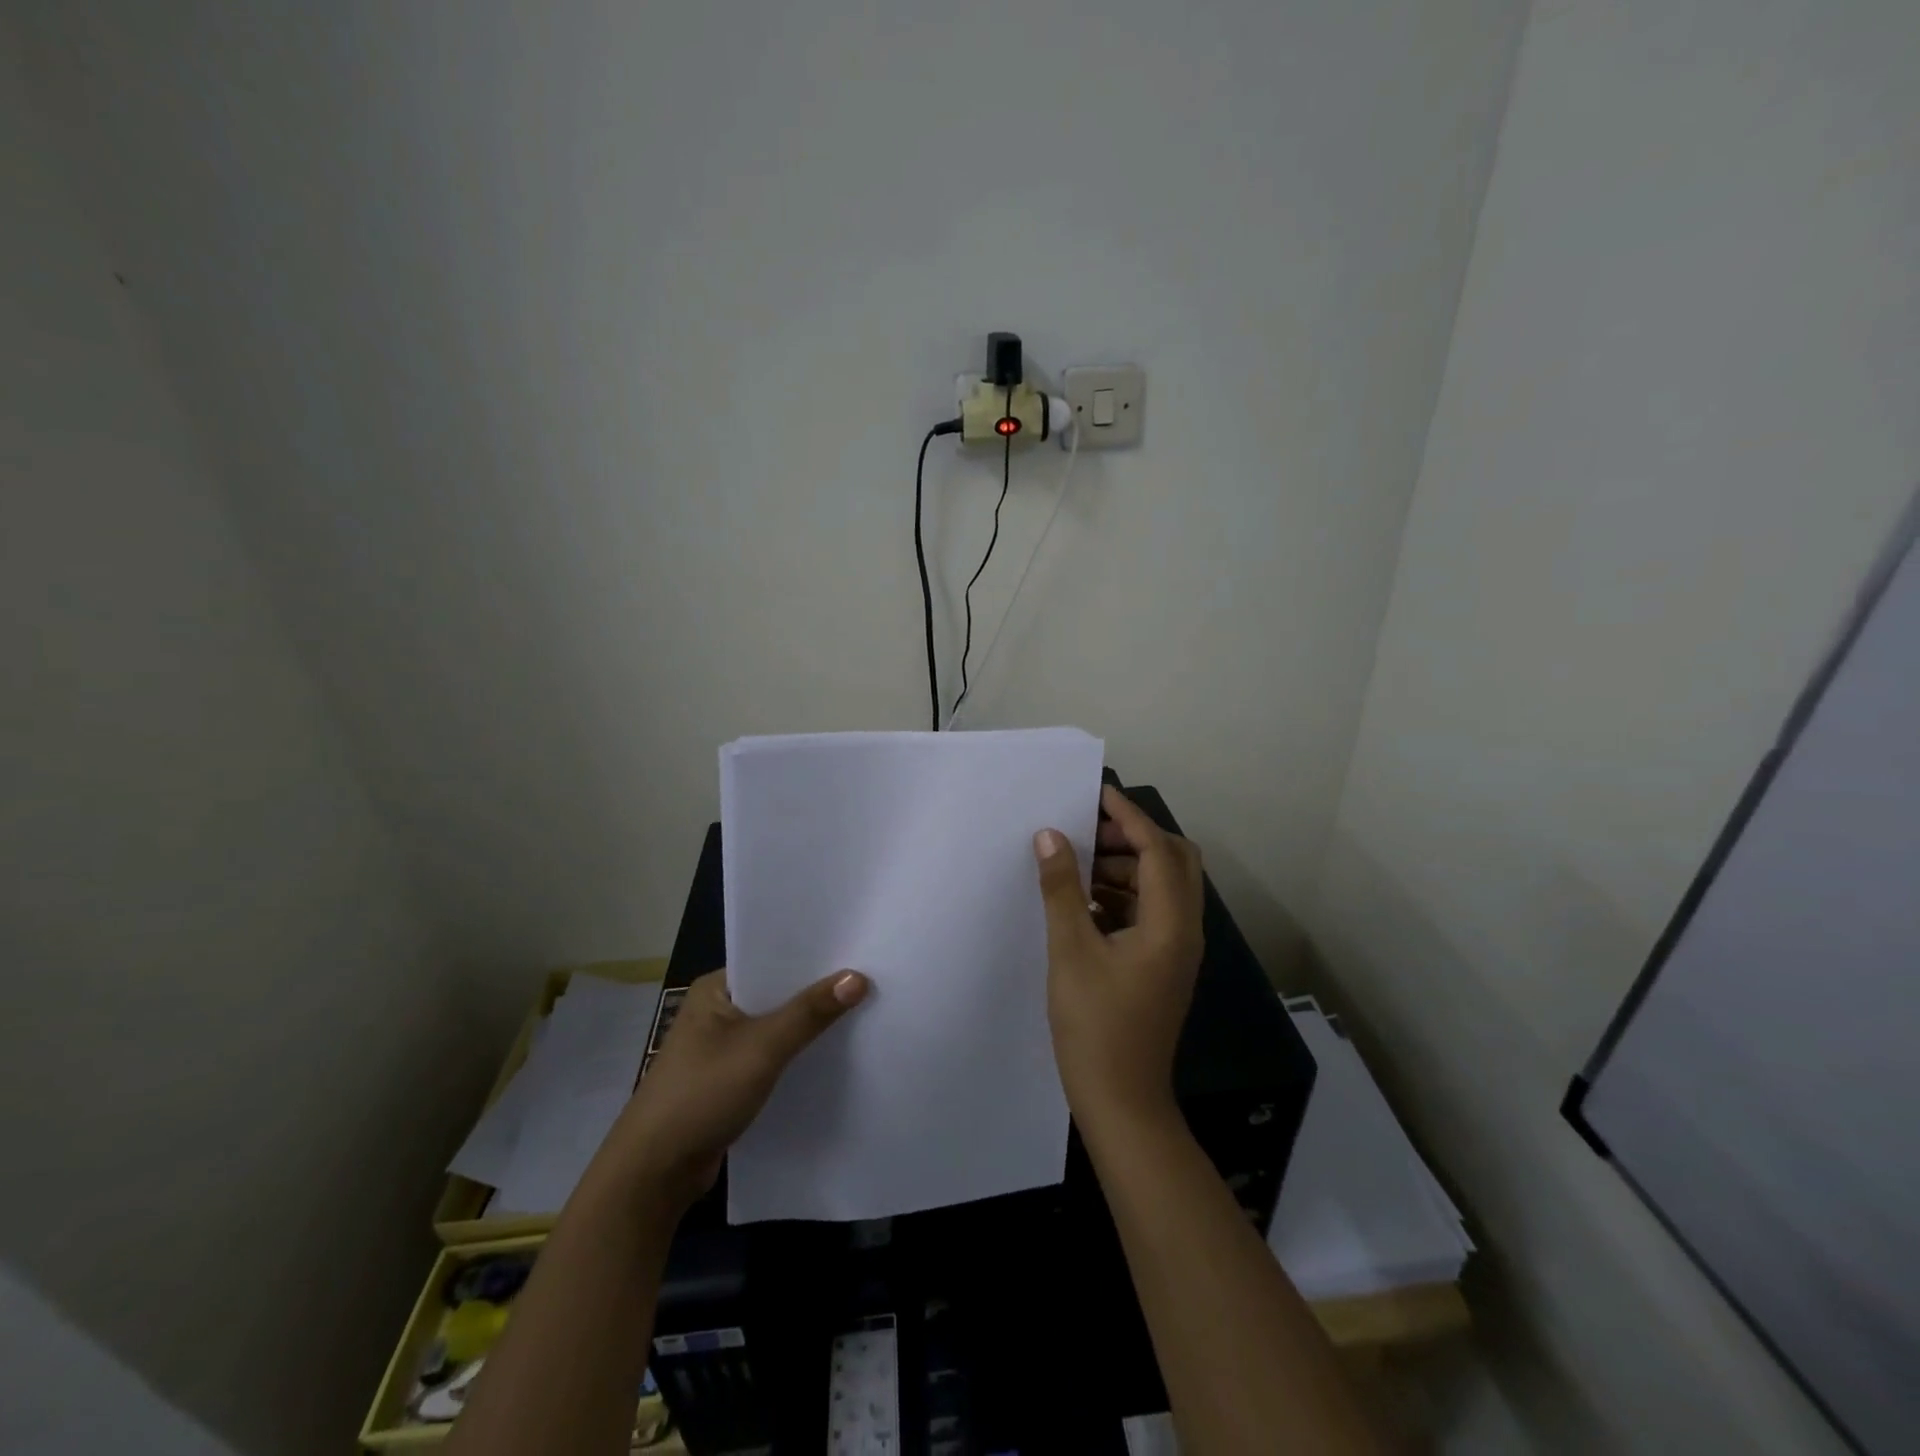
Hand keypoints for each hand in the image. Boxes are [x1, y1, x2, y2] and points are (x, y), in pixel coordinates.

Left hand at [598, 967, 869, 1210]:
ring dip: (809, 1025)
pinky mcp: (730, 1079)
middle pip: (778, 993)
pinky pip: (773, 1055)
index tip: (858, 951)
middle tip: (870, 978)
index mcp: (716, 988)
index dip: (814, 957)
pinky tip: (832, 1053)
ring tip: (862, 1010)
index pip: (772, 959)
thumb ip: (810, 1013)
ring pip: (777, 1026)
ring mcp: (722, 1046)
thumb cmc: (702, 1094)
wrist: (654, 1173)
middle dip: (817, 992)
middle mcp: (718, 1010)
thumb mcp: (762, 1048)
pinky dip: (798, 1054)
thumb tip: (858, 977)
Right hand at [1033, 784, 1204, 1131]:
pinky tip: (1084, 902)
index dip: (1129, 817)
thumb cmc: (1096, 1027)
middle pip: (1174, 862)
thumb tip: (1050, 836)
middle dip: (1134, 838)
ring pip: (1162, 888)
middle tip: (1088, 831)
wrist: (1122, 1103)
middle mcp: (1183, 931)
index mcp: (1169, 924)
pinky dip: (1122, 896)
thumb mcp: (1071, 951)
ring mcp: (1175, 951)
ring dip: (1126, 867)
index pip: (1158, 850)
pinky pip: (1150, 913)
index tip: (1096, 794)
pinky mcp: (1162, 966)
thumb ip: (1062, 890)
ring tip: (1077, 863)